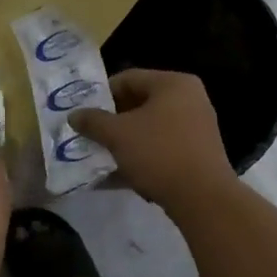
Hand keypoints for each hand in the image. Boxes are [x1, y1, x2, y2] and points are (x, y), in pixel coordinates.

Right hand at [68, 69, 236, 214]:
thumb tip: (74, 115)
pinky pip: (161, 148)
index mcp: (173, 83)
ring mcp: (196, 127)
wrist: (202, 198)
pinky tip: (117, 175)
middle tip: (89, 134)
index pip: (129, 78)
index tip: (82, 112)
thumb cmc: (159, 153)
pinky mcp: (197, 154)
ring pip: (150, 128)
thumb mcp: (118, 135)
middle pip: (140, 103)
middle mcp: (189, 99)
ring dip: (124, 141)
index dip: (101, 94)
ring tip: (99, 155)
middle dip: (112, 120)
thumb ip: (93, 121)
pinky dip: (140, 157)